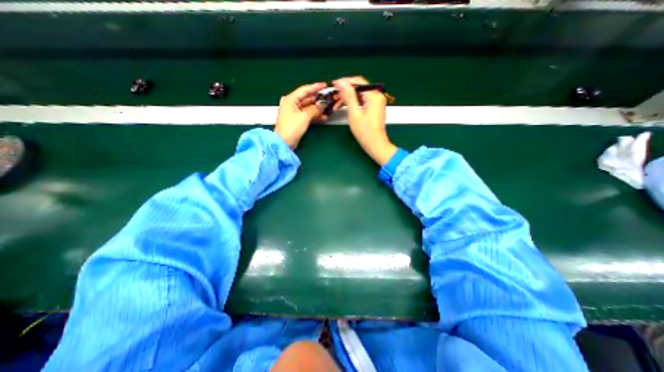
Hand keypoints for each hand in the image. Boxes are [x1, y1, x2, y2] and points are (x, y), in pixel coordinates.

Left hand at [273, 82, 327, 147]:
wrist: (284, 143)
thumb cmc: (291, 128)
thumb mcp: (304, 117)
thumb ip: (314, 109)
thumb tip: (323, 104)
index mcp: (290, 99)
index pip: (304, 90)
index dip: (315, 87)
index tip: (325, 85)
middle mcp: (292, 104)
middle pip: (307, 98)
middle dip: (318, 99)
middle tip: (329, 98)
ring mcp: (295, 112)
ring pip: (309, 107)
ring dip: (318, 108)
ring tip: (329, 108)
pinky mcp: (298, 120)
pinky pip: (308, 115)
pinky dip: (315, 115)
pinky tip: (324, 117)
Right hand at [331, 75, 392, 164]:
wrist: (375, 145)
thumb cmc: (365, 131)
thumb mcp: (354, 113)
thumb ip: (348, 96)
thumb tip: (341, 82)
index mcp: (374, 95)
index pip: (358, 82)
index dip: (345, 82)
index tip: (333, 85)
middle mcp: (377, 96)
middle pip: (358, 88)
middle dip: (345, 91)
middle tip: (333, 96)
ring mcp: (376, 102)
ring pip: (359, 95)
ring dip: (348, 98)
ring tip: (336, 104)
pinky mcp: (374, 108)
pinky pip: (362, 101)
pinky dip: (353, 103)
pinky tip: (344, 107)